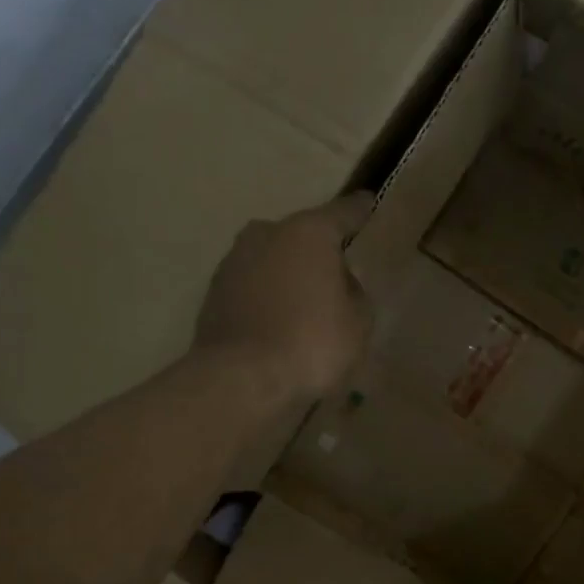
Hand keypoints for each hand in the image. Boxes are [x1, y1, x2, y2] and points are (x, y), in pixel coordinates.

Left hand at [193, 193, 373, 403]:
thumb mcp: (358, 322)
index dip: (360, 210)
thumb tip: (339, 283)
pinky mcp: (214, 293)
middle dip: (317, 250)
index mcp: (308, 233)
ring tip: (305, 304)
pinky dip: (267, 299)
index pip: (343, 212)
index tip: (369, 203)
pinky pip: (253, 288)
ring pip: (272, 260)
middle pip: (301, 235)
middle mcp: (266, 234)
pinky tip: (278, 323)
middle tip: (335, 273)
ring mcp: (234, 262)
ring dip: (288, 275)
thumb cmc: (312, 343)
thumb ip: (355, 294)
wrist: (240, 379)